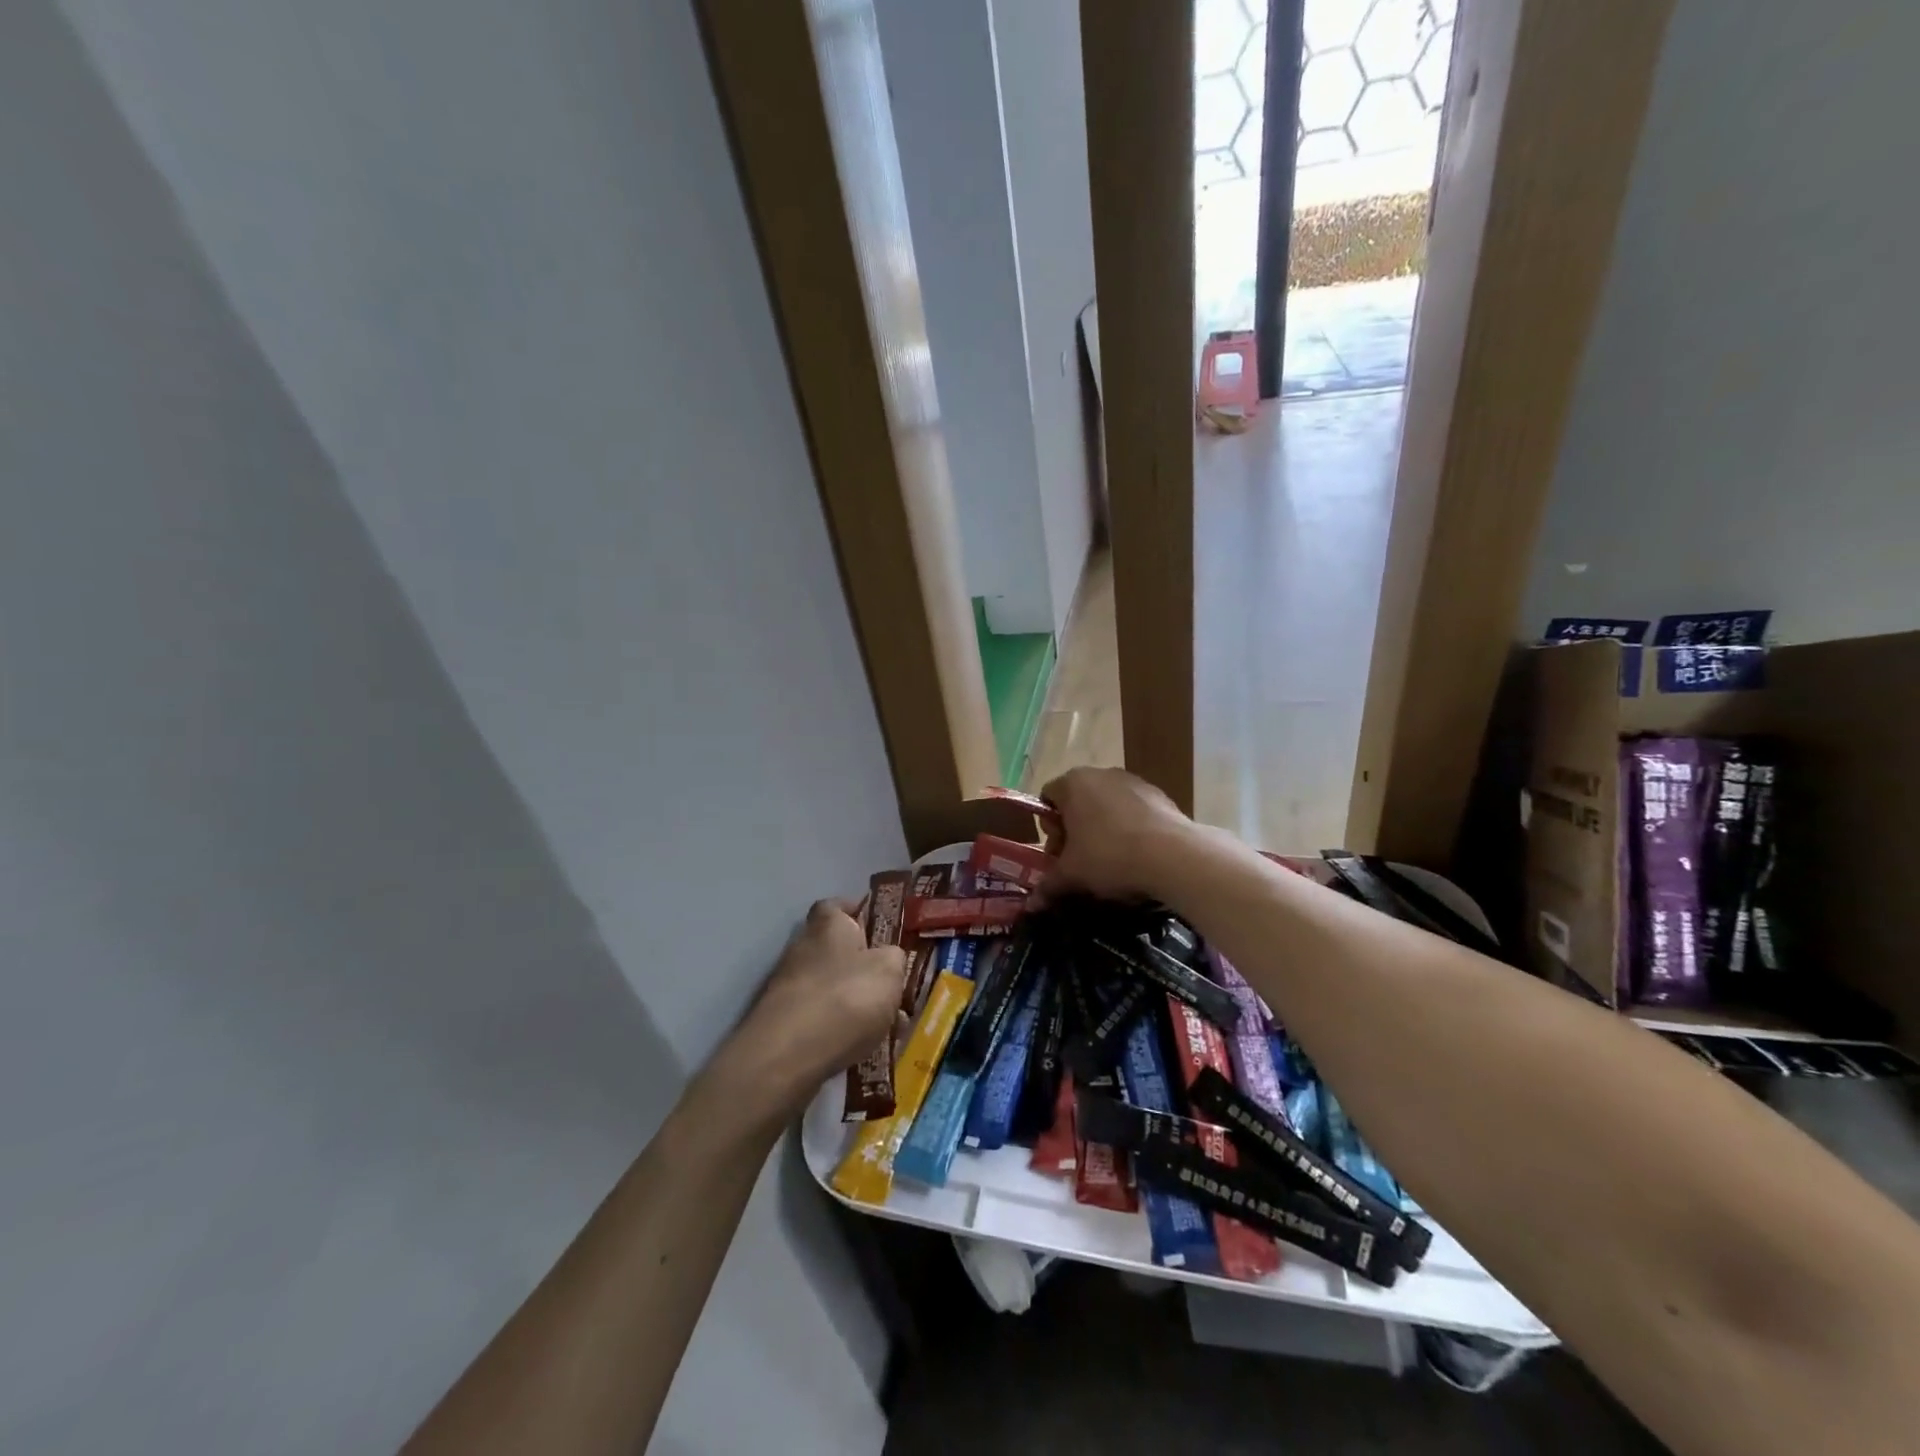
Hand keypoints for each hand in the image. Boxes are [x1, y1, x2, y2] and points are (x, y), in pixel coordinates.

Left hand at [705, 900, 905, 1125]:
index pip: (838, 905)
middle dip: (861, 964)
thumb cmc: (846, 997)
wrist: (788, 1055)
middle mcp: (803, 947)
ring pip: (830, 985)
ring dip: (854, 1000)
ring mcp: (788, 985)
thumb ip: (894, 957)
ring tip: (886, 1024)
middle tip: (890, 983)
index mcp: (828, 924)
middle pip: (835, 948)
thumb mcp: (889, 970)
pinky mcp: (782, 1021)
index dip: (857, 911)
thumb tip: (889, 958)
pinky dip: (839, 1027)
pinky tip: (862, 1048)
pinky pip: (820, 1017)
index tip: (878, 926)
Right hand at [1036, 767, 1195, 903]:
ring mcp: (1134, 781)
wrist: (1174, 856)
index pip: (1047, 798)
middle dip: (1074, 830)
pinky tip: (1137, 855)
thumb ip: (1048, 885)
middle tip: (1080, 861)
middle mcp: (1101, 773)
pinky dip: (1130, 829)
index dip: (1048, 828)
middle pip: (1077, 801)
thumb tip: (1031, 905)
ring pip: (1107, 805)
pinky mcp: (1160, 795)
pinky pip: (1134, 811)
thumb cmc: (1109, 856)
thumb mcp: (1072, 875)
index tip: (1059, 853)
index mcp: (1072, 783)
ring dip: (1102, 829)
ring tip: (1111, 861)